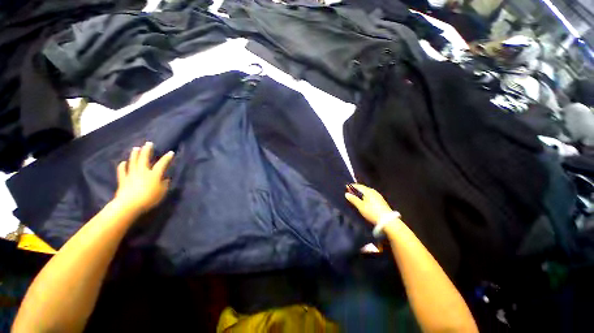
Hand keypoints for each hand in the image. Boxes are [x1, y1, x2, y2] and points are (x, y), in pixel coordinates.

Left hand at [114, 142, 173, 214]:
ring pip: (133, 162)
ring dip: (134, 154)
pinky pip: (122, 171)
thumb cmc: (149, 199)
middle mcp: (142, 172)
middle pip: (144, 159)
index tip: (170, 152)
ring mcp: (131, 175)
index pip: (162, 164)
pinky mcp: (123, 180)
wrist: (129, 205)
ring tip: (136, 148)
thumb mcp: (162, 192)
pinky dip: (122, 166)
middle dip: (147, 150)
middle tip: (148, 143)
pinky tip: (123, 162)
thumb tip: (166, 179)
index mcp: (154, 174)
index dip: (167, 158)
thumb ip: (164, 184)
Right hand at [345, 184, 392, 224]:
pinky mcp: (381, 201)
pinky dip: (365, 196)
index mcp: (368, 191)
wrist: (388, 221)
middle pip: (363, 188)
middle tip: (350, 191)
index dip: (352, 186)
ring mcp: (378, 196)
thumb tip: (346, 193)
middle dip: (356, 189)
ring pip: (367, 192)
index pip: (358, 186)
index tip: (346, 187)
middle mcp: (373, 191)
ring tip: (356, 196)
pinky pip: (370, 195)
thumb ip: (353, 199)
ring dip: (361, 193)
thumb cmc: (372, 212)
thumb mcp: (361, 206)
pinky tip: (364, 200)